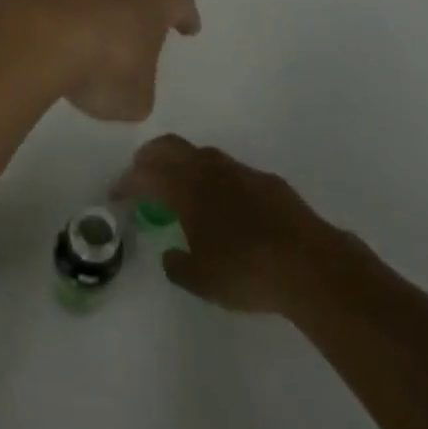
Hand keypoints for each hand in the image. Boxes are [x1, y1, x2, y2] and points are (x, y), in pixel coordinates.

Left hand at [0, 0, 199, 121]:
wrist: (35, 37)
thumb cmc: (103, 67)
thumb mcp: (135, 98)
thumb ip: (138, 90)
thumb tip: (127, 85)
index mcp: (153, 0)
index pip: (180, 1)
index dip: (186, 16)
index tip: (189, 28)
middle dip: (139, 9)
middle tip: (141, 30)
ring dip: (96, 14)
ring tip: (92, 44)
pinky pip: (59, 3)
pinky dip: (62, 20)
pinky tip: (55, 44)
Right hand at [114, 135, 349, 314]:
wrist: (310, 265)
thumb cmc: (247, 272)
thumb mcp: (202, 281)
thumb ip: (178, 266)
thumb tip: (171, 255)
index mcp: (186, 189)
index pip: (146, 175)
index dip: (127, 182)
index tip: (117, 193)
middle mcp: (209, 170)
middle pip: (170, 147)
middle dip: (149, 157)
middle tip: (140, 173)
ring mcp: (240, 171)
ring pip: (200, 153)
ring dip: (182, 162)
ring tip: (179, 185)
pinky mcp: (266, 180)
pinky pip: (228, 169)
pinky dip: (212, 177)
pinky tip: (222, 201)